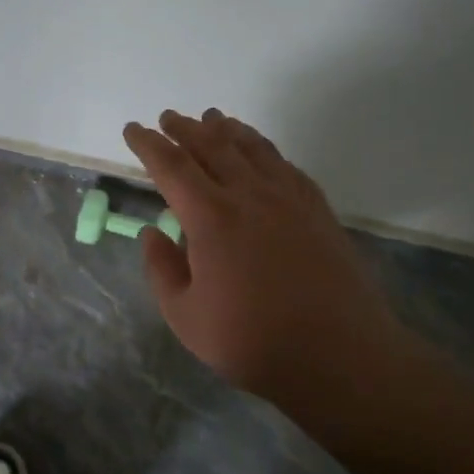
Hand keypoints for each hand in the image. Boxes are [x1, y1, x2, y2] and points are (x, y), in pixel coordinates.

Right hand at [123, 109, 397, 405]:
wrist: (339, 354)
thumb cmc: (252, 341)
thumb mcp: (185, 316)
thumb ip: (162, 270)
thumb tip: (152, 233)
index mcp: (211, 217)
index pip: (171, 166)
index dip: (149, 144)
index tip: (134, 129)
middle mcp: (249, 195)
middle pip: (212, 146)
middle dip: (185, 129)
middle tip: (168, 118)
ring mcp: (289, 198)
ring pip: (252, 148)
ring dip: (227, 130)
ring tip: (212, 119)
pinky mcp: (318, 209)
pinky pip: (285, 165)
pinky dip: (264, 149)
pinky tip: (261, 152)